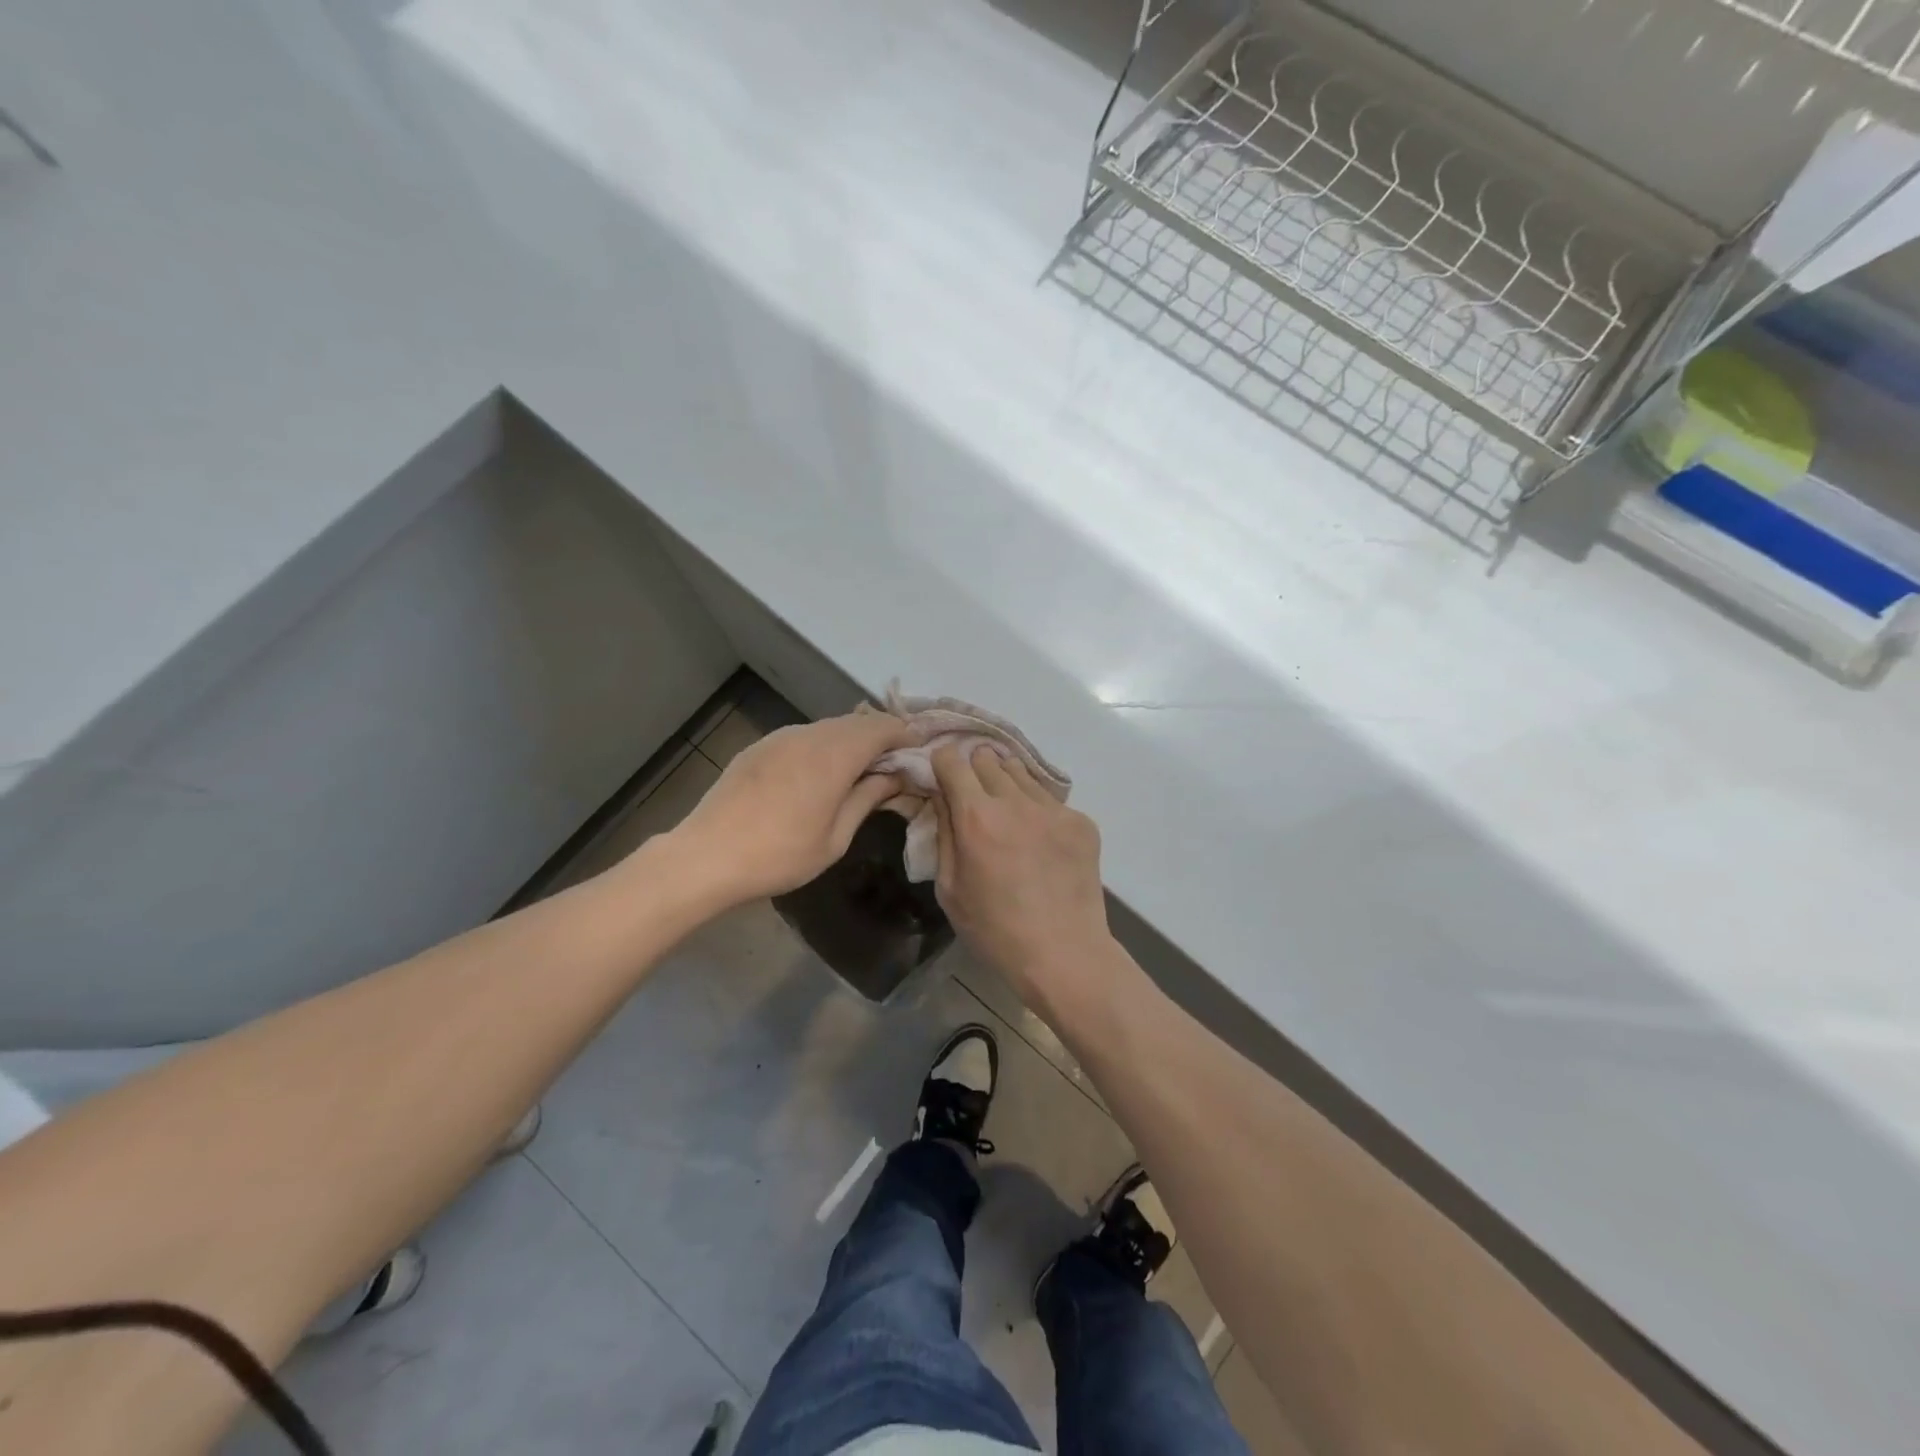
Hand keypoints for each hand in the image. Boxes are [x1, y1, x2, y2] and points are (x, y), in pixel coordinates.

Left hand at [664, 710, 916, 908]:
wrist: (706, 856)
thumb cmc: (779, 856)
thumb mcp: (835, 838)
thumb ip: (867, 799)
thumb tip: (894, 777)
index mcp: (834, 755)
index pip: (882, 727)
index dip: (905, 735)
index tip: (918, 754)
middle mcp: (809, 735)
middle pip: (856, 722)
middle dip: (881, 737)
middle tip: (894, 765)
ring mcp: (780, 737)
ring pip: (829, 728)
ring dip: (851, 741)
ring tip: (860, 771)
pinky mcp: (760, 747)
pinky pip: (803, 736)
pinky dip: (824, 746)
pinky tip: (820, 775)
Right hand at [930, 743, 1112, 1015]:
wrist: (1064, 954)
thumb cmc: (995, 930)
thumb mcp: (949, 889)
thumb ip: (944, 834)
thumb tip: (942, 798)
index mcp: (976, 816)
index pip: (952, 761)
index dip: (943, 765)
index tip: (942, 777)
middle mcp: (1015, 801)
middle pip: (988, 758)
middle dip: (974, 771)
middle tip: (973, 797)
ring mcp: (1053, 808)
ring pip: (1021, 772)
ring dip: (1007, 784)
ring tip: (1007, 814)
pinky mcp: (1082, 821)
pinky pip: (1050, 800)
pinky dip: (1037, 809)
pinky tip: (1040, 841)